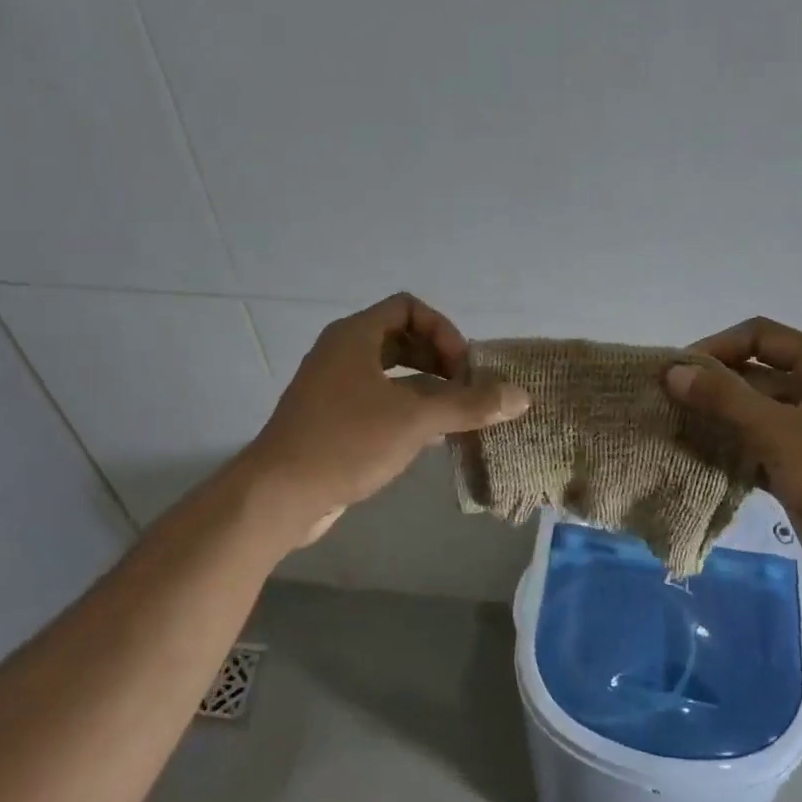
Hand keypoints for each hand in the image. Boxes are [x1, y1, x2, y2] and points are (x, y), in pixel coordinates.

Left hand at [246, 294, 529, 542]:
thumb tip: (521, 396)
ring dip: (426, 387)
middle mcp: (341, 353)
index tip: (462, 368)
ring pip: (389, 373)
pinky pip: (377, 401)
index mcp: (355, 336)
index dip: (442, 331)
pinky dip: (406, 409)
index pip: (408, 307)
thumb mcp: (415, 419)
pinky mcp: (330, 420)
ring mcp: (333, 387)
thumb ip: (470, 405)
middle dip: (438, 360)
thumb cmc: (347, 441)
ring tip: (456, 415)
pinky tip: (428, 437)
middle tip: (464, 390)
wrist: (280, 494)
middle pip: (401, 338)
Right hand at [665, 318, 801, 607]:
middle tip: (666, 400)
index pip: (760, 336)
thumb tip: (672, 371)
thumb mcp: (778, 431)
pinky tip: (696, 458)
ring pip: (754, 413)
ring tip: (673, 427)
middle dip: (712, 384)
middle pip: (755, 373)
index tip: (678, 371)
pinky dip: (730, 449)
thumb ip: (723, 398)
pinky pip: (757, 447)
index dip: (717, 346)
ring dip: (717, 418)